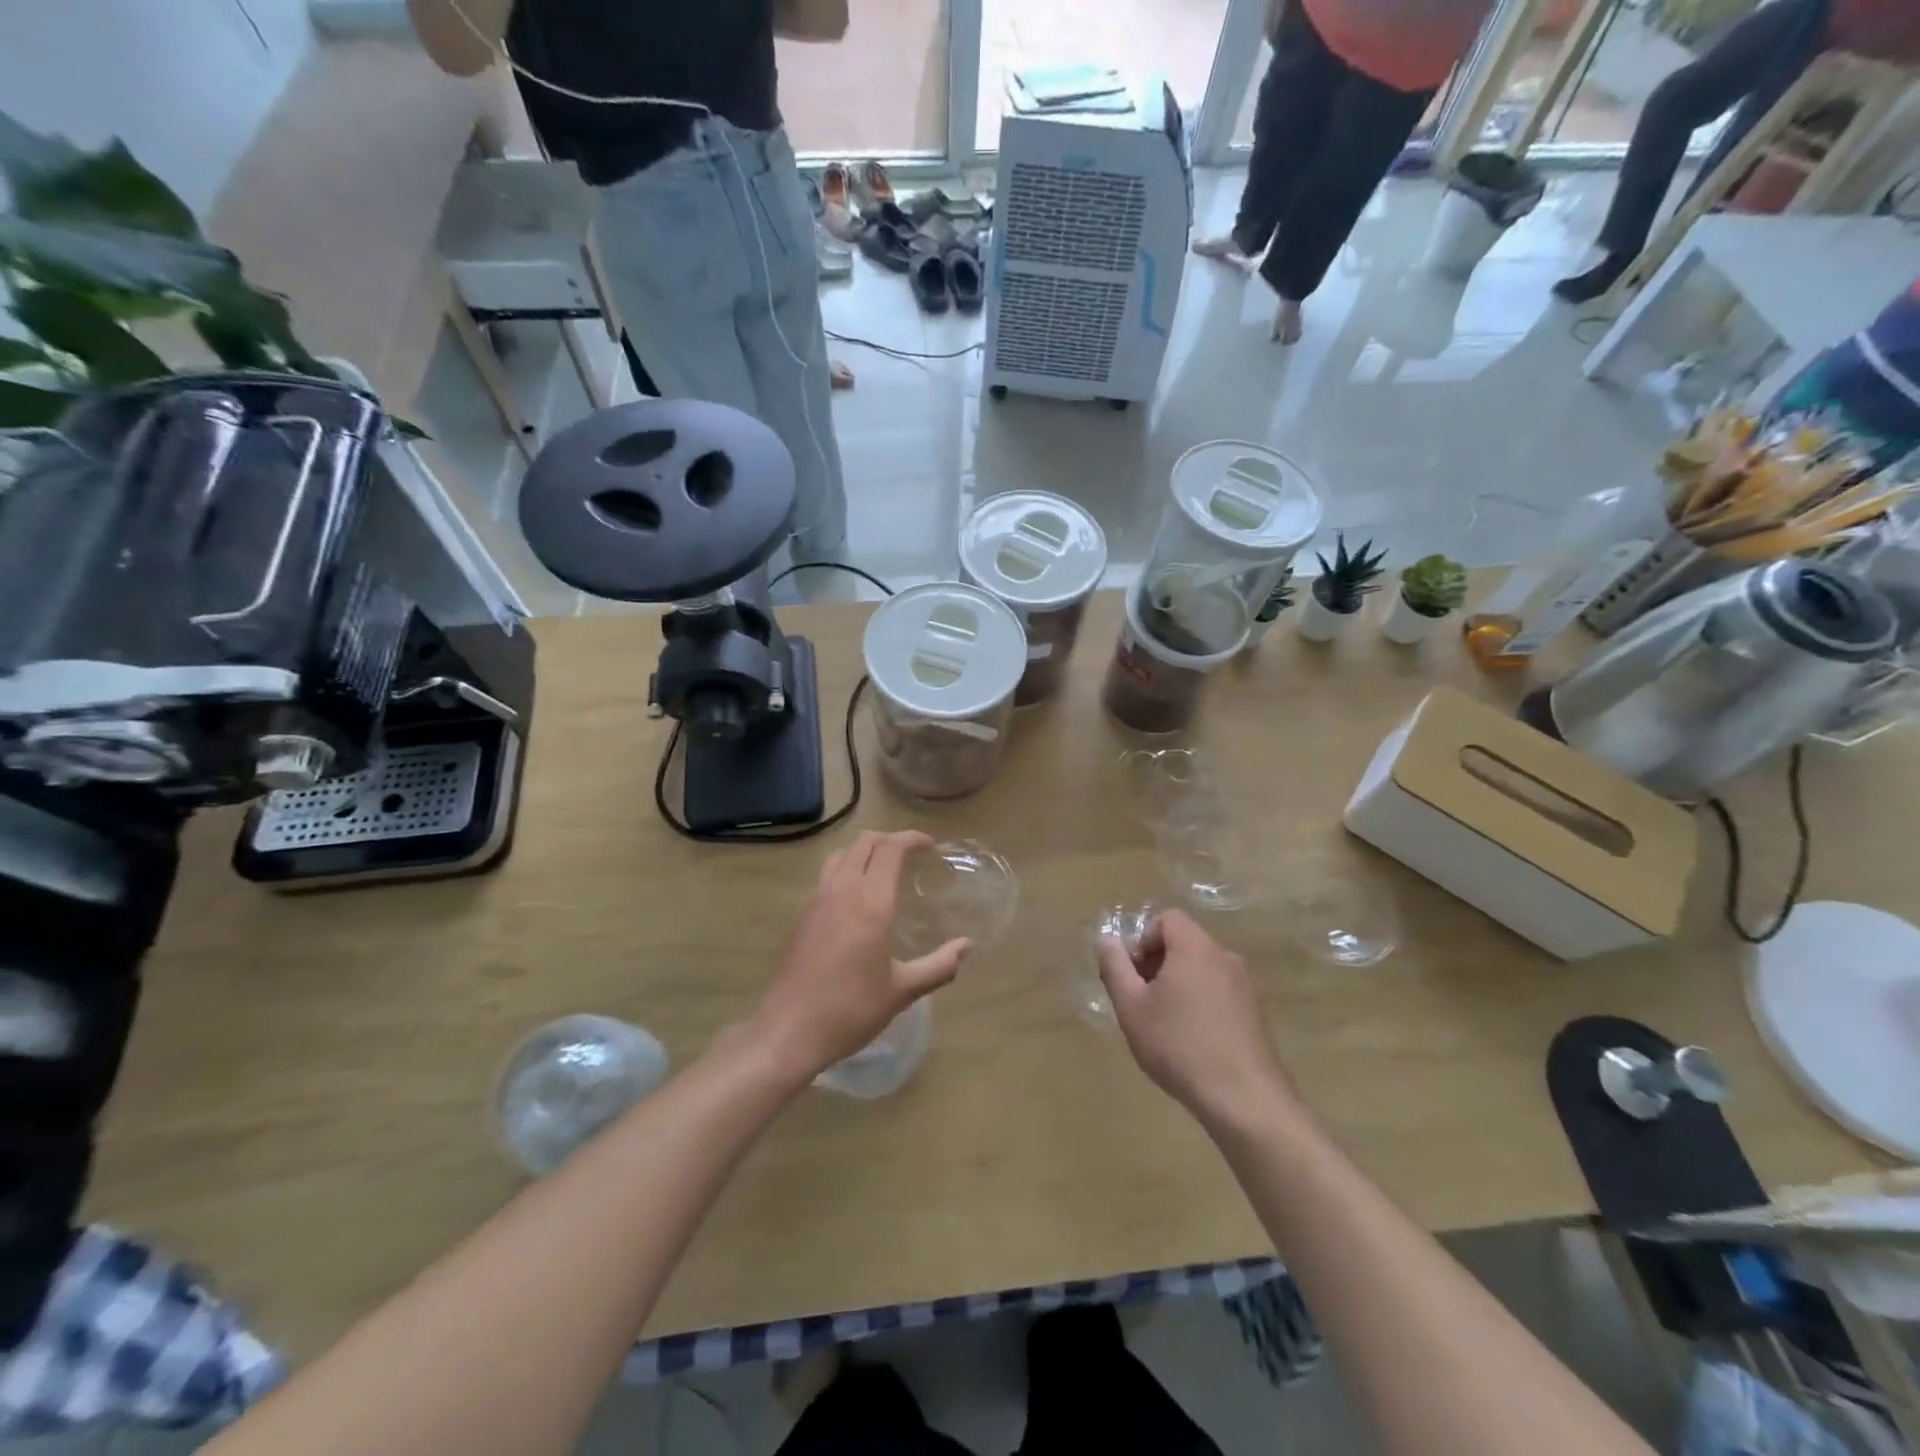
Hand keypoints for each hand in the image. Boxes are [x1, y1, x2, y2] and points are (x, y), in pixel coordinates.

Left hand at [753, 831, 970, 1080]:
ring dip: (864, 851)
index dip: (911, 838)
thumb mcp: (902, 991)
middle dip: (889, 840)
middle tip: (910, 854)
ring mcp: (816, 901)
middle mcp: (842, 891)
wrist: (788, 1031)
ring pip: (840, 855)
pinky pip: (826, 877)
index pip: (890, 849)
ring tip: (882, 869)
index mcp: (871, 903)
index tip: (930, 845)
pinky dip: (845, 870)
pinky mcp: (801, 916)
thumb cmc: (850, 1010)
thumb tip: (966, 946)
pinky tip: (855, 900)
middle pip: (864, 843)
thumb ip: (938, 966)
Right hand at [1096, 910, 1293, 1124]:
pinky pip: (1220, 992)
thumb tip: (1106, 939)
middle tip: (1141, 1001)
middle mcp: (1224, 956)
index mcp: (1195, 947)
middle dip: (1157, 964)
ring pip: (1202, 969)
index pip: (1166, 919)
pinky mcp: (1257, 1013)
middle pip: (1184, 943)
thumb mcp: (1131, 1006)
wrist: (1245, 1099)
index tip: (1132, 975)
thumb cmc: (1179, 1045)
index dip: (1142, 940)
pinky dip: (1201, 1003)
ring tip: (1165, 1025)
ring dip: (1178, 985)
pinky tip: (1192, 1041)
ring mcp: (1246, 985)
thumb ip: (1114, 966)